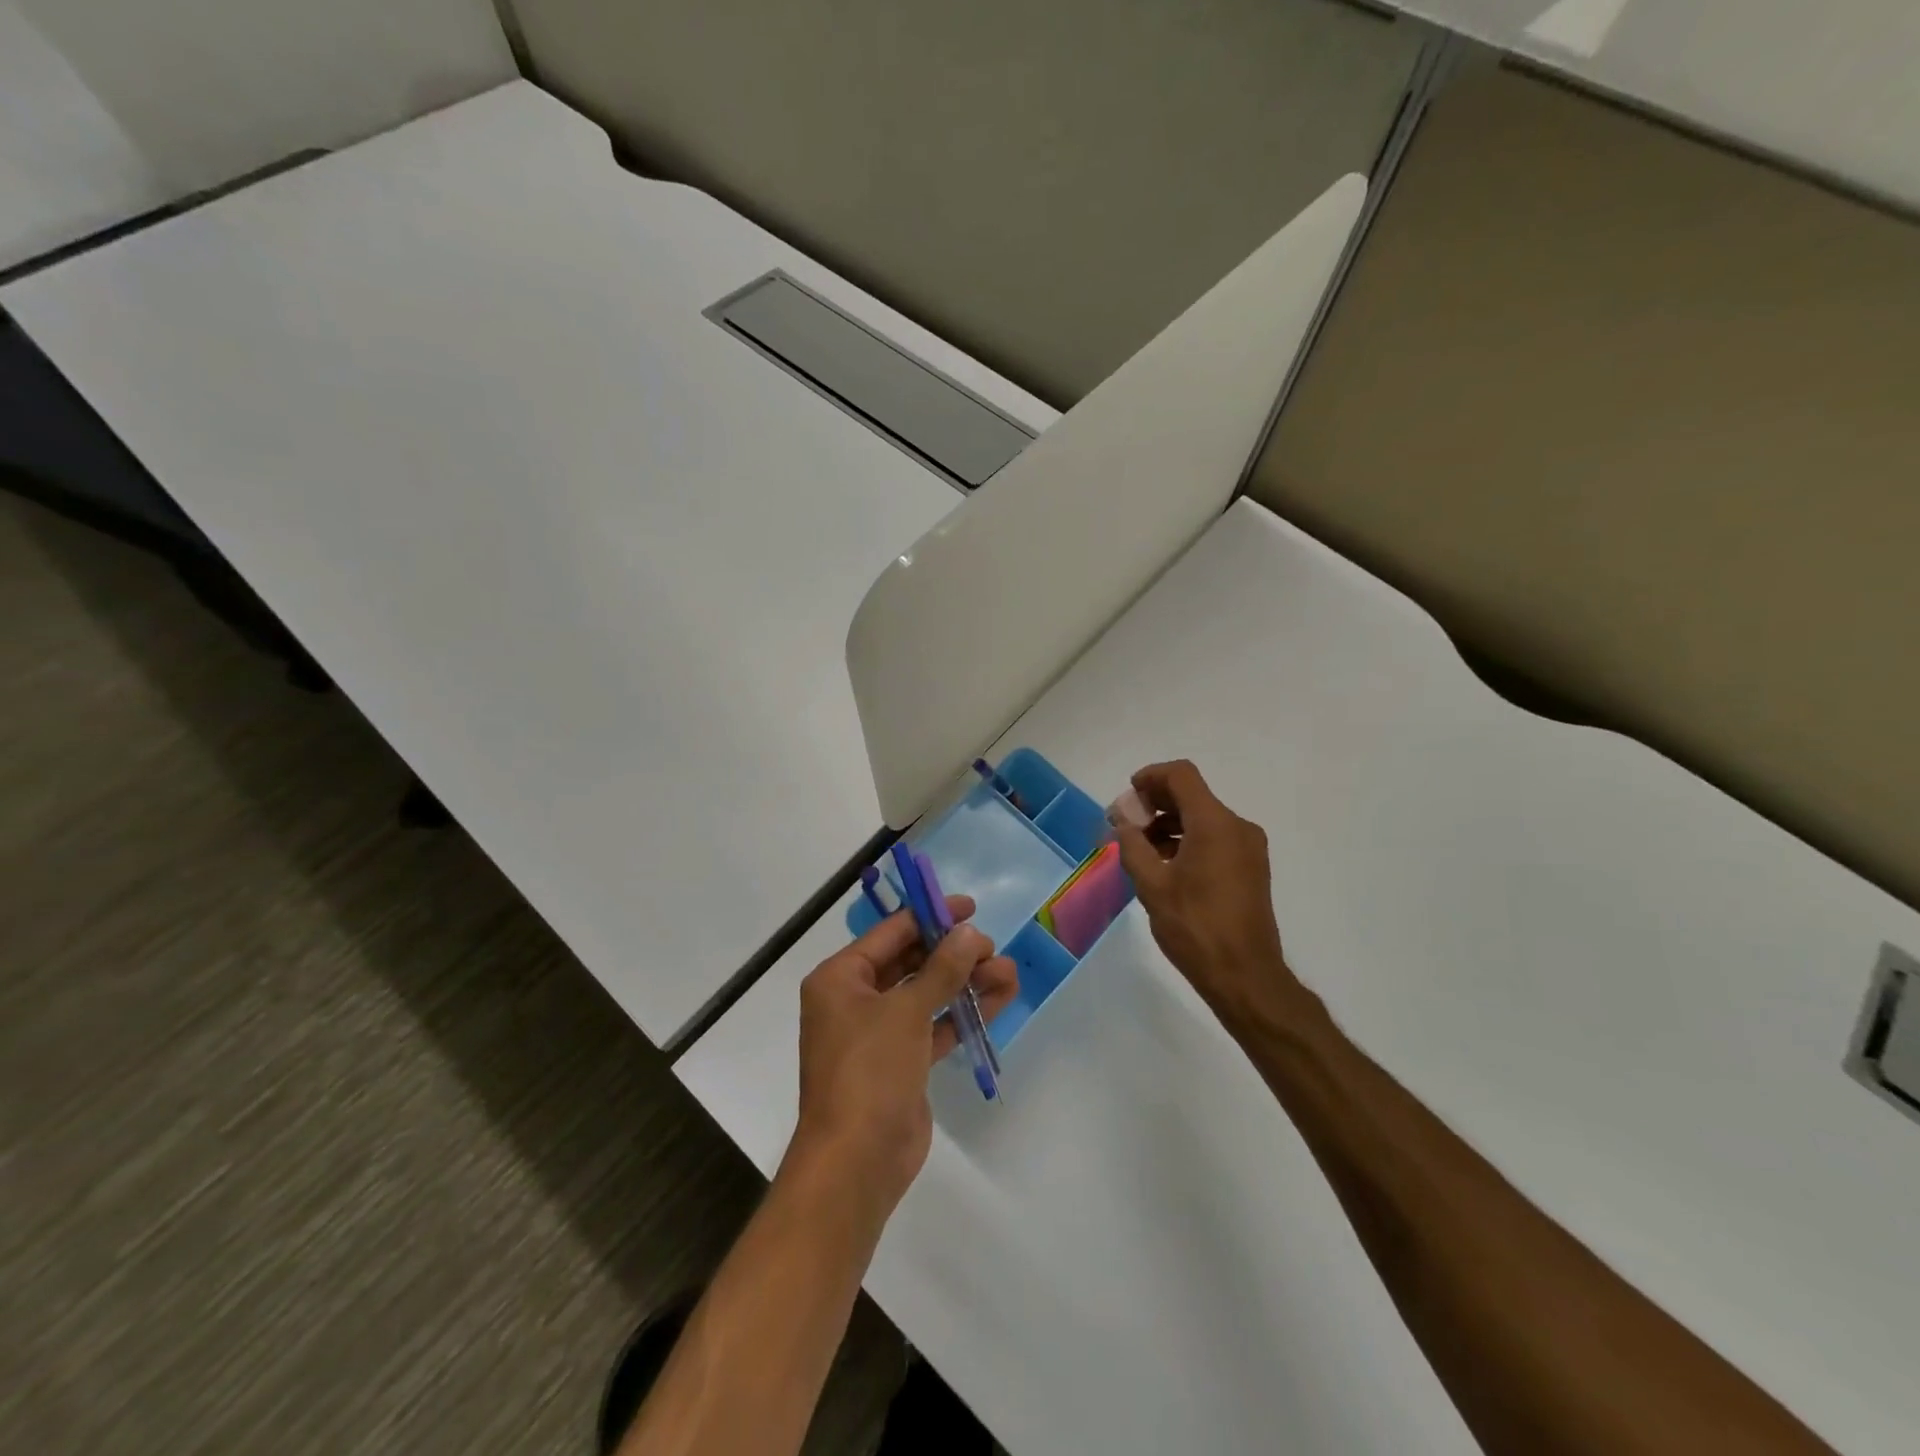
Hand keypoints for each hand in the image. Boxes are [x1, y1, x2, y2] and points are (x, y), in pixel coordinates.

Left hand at [790, 895, 1017, 1217]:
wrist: (857, 1162)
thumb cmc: (870, 1071)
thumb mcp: (906, 1011)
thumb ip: (942, 968)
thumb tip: (970, 933)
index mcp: (840, 978)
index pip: (891, 932)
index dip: (931, 916)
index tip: (971, 908)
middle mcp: (856, 1000)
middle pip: (911, 961)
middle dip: (953, 953)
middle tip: (992, 948)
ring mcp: (879, 1033)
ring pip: (927, 994)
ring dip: (965, 982)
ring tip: (1008, 972)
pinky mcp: (901, 1062)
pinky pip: (934, 1026)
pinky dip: (962, 1013)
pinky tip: (1000, 998)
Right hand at [1113, 760, 1306, 1035]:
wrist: (1245, 976)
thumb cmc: (1194, 928)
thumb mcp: (1152, 885)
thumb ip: (1132, 845)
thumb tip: (1120, 820)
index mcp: (1215, 824)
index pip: (1181, 776)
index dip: (1150, 777)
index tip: (1127, 796)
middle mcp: (1237, 827)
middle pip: (1192, 795)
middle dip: (1155, 803)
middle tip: (1126, 825)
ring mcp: (1248, 848)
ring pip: (1203, 818)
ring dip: (1170, 824)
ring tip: (1141, 850)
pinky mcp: (1251, 867)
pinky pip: (1215, 838)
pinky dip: (1188, 840)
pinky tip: (1166, 866)